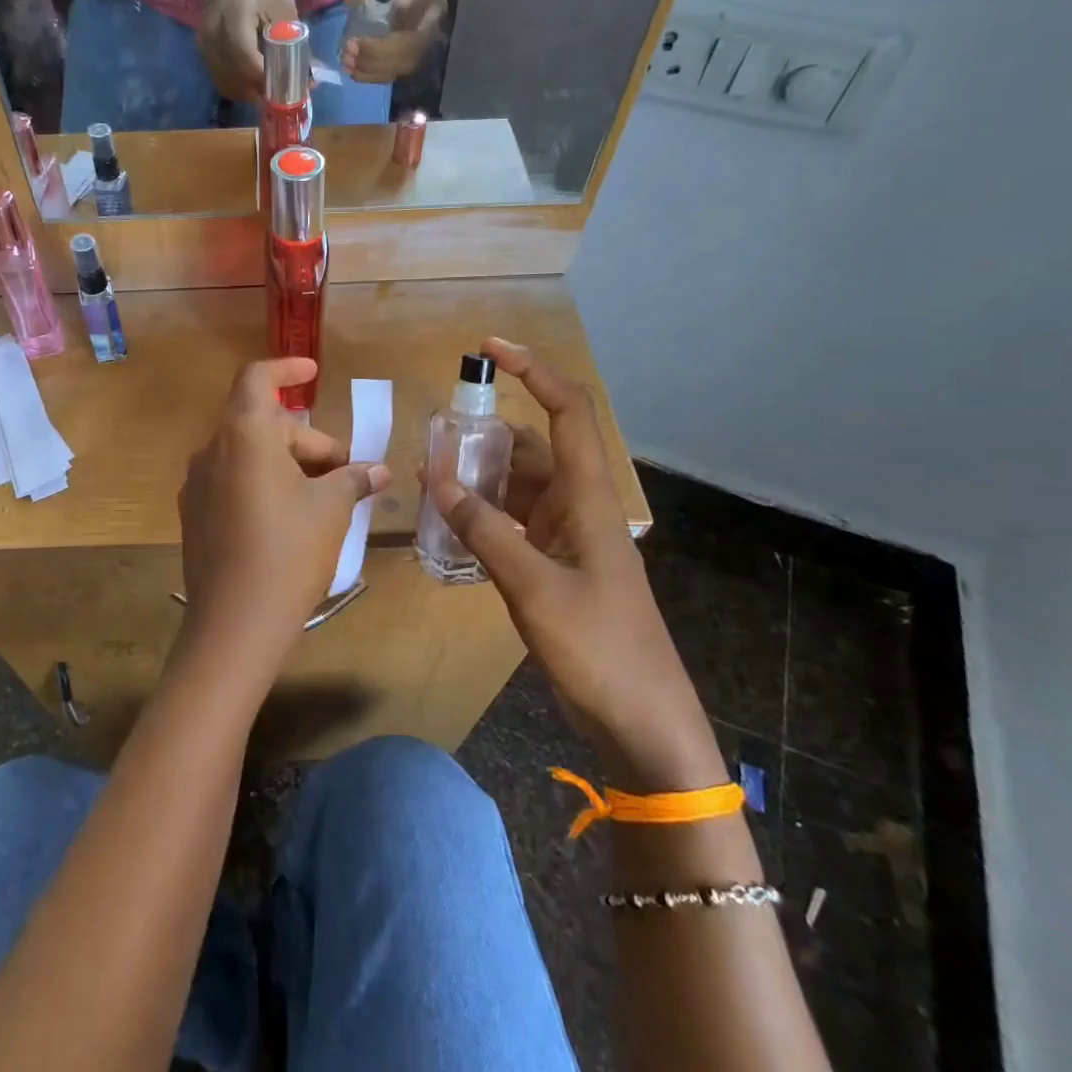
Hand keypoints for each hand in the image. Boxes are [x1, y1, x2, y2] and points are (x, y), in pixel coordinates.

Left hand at [177, 359, 391, 685]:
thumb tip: (378, 471)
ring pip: (248, 456)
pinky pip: (232, 482)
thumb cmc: (289, 552)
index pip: (257, 378)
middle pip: (263, 425)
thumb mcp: (331, 510)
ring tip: (322, 501)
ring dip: (286, 465)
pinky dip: (262, 485)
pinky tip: (287, 521)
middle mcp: (212, 450)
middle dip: (307, 442)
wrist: (235, 623)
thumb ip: (353, 479)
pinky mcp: (193, 515)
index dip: (286, 367)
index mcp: (244, 435)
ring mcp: (197, 484)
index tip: (312, 372)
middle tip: (343, 476)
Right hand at [193, 0, 297, 101]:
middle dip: (263, 92)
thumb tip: (307, 73)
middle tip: (285, 92)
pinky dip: (239, 87)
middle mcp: (214, 38)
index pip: (249, 63)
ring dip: (251, 93)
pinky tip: (254, 82)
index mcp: (234, 20)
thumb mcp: (280, 0)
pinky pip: (222, 80)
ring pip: (229, 85)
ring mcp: (205, 47)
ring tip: (272, 88)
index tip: (291, 89)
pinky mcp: (203, 53)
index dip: (270, 81)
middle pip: (238, 80)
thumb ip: (291, 38)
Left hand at [341, 0, 447, 83]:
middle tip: (351, 46)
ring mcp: (426, 39)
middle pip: (415, 39)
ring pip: (405, 61)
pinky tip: (353, 71)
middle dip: (381, 48)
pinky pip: (396, 72)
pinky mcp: (413, 55)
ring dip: (374, 65)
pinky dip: (373, 75)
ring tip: (347, 60)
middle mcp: (435, 14)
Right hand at [426, 339, 716, 784]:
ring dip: (480, 476)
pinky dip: (482, 516)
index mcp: (589, 499)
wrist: (642, 722)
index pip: (567, 413)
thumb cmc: (600, 649)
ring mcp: (566, 539)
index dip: (535, 371)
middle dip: (487, 432)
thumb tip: (439, 481)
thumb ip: (485, 532)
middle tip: (435, 431)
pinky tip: (449, 520)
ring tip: (430, 473)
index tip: (490, 348)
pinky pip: (512, 525)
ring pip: (519, 488)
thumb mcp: (534, 588)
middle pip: (533, 448)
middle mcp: (578, 507)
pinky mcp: (554, 568)